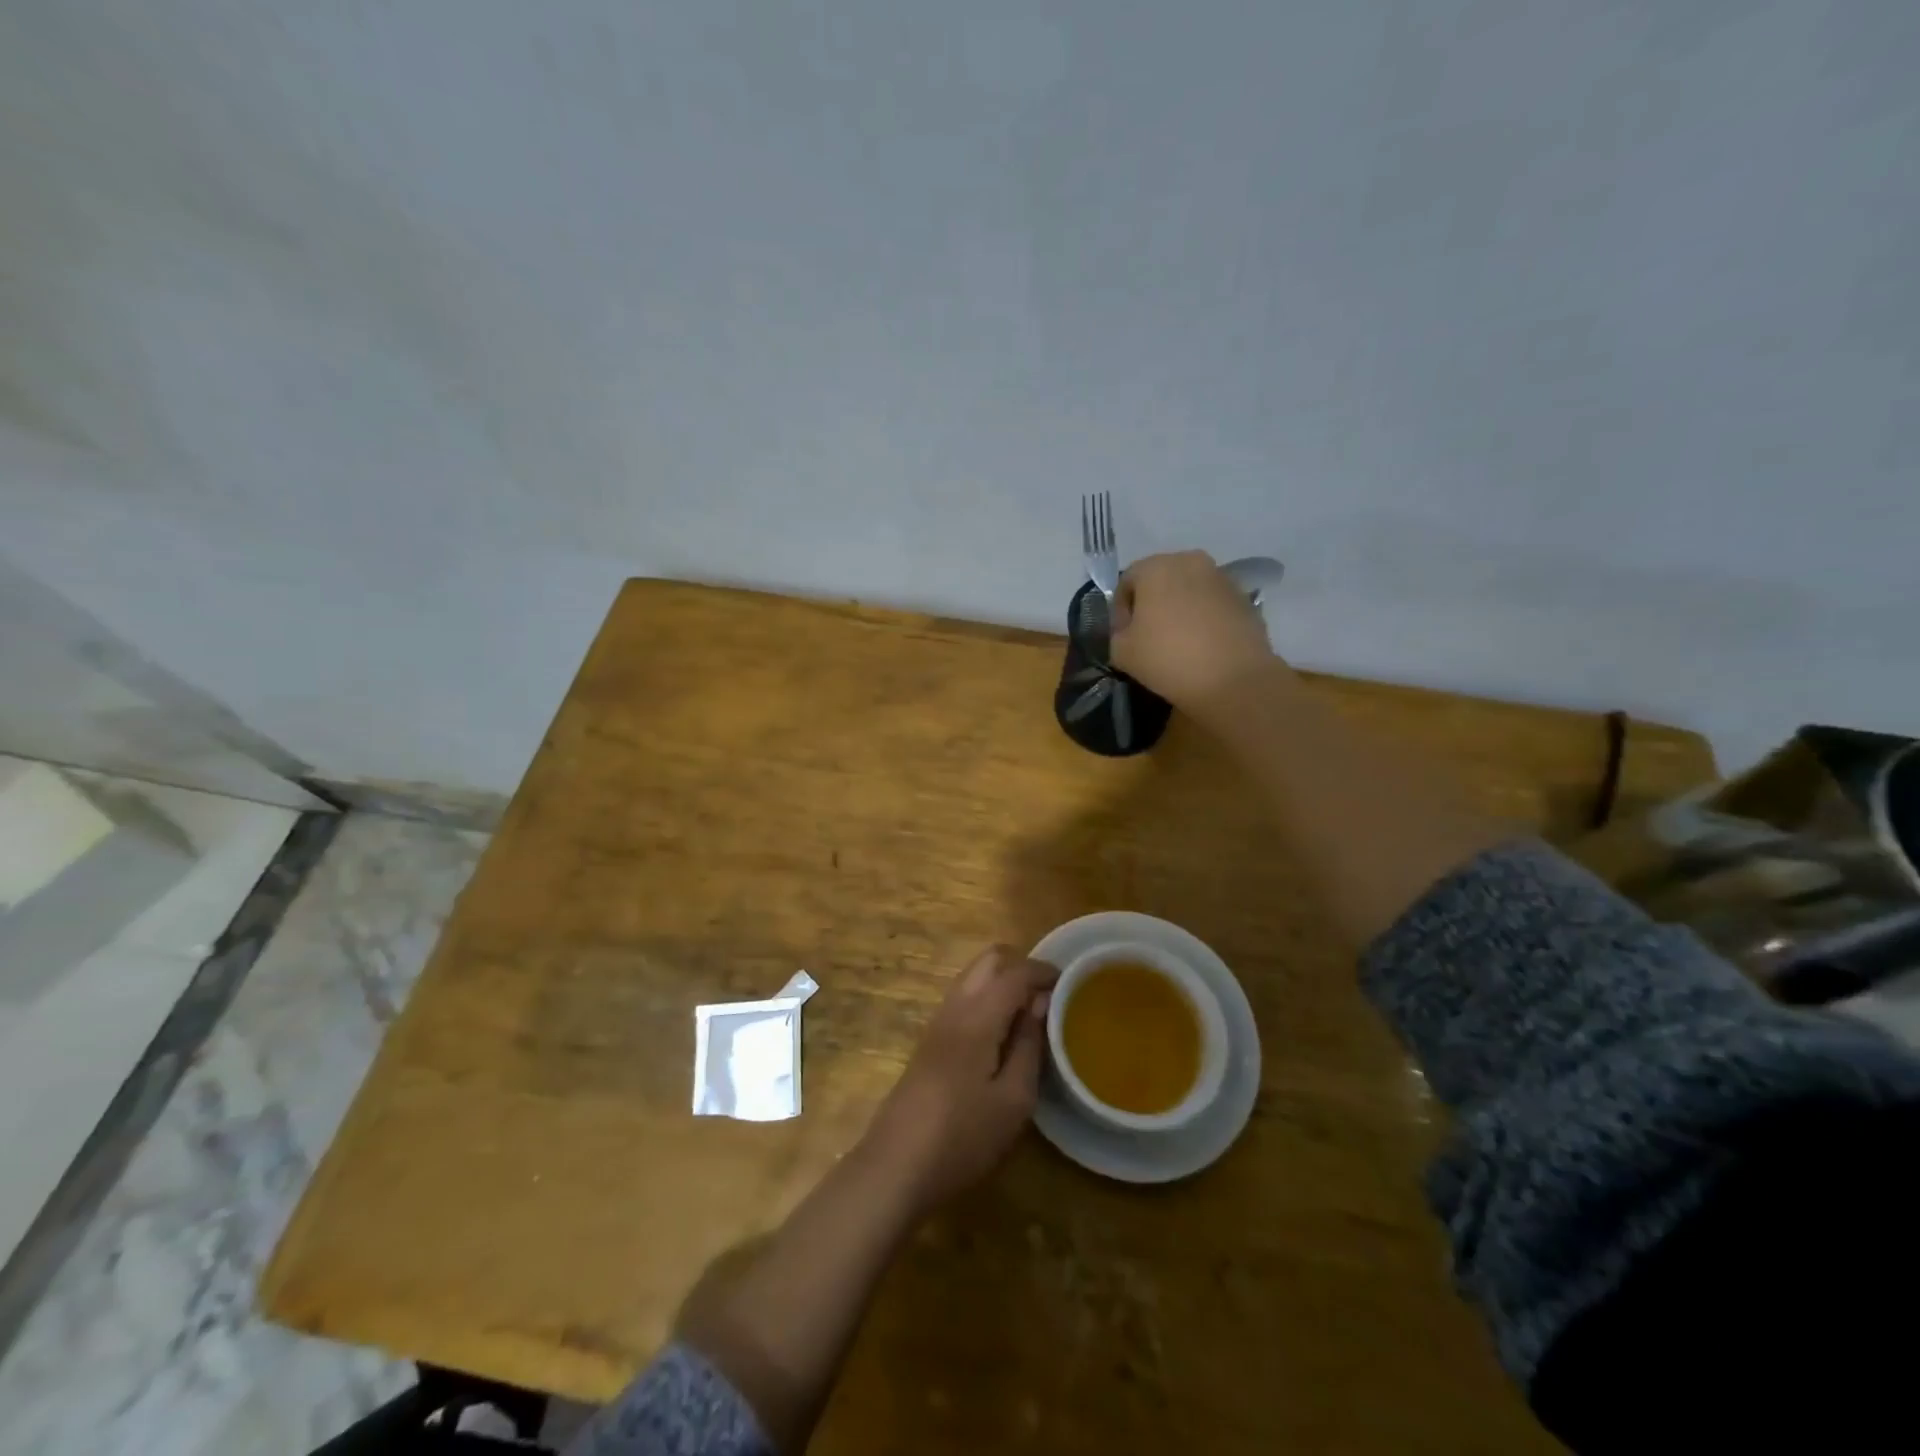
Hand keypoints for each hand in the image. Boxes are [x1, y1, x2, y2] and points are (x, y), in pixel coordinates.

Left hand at [863, 945, 1056, 1214]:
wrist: (895, 1165)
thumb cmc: (962, 1136)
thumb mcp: (1013, 1100)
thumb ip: (1029, 1045)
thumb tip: (1040, 1003)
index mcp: (978, 1017)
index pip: (1014, 972)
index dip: (1043, 971)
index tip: (1070, 982)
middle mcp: (955, 1007)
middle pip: (988, 960)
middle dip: (1021, 965)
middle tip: (1050, 993)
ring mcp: (938, 1021)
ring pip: (973, 976)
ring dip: (1003, 980)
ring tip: (1031, 1012)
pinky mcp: (930, 1039)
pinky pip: (964, 997)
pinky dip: (988, 997)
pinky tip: (1003, 1031)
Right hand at [1110, 550, 1278, 721]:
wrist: (1233, 680)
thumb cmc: (1168, 659)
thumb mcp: (1122, 652)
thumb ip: (1117, 634)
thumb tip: (1128, 631)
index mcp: (1155, 567)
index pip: (1126, 582)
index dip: (1120, 611)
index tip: (1124, 637)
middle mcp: (1190, 561)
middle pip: (1160, 580)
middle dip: (1151, 605)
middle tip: (1149, 637)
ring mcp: (1222, 578)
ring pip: (1189, 590)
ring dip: (1180, 609)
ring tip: (1179, 642)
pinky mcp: (1245, 598)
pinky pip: (1213, 604)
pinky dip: (1204, 618)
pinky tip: (1203, 646)